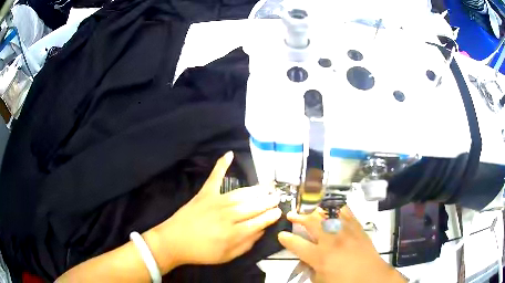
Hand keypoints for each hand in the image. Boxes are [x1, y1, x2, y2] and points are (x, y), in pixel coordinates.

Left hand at [145, 152, 281, 273]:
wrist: (173, 242)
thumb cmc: (202, 252)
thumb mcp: (227, 256)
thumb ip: (246, 244)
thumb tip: (261, 231)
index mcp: (234, 233)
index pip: (259, 222)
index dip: (271, 216)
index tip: (279, 211)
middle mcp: (228, 215)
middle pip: (253, 206)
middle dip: (268, 201)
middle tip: (278, 197)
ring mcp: (216, 202)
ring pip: (241, 193)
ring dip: (256, 190)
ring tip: (267, 188)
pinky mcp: (204, 194)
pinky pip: (215, 177)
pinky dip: (221, 165)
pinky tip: (229, 154)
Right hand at [278, 207, 405, 282]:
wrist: (371, 277)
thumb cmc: (344, 282)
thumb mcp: (321, 281)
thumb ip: (310, 269)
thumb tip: (306, 260)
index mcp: (320, 256)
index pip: (297, 244)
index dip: (286, 239)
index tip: (281, 235)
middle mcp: (331, 240)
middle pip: (311, 222)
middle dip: (298, 217)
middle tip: (291, 215)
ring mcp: (346, 231)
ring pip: (328, 213)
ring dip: (316, 210)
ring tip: (310, 209)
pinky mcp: (357, 228)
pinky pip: (346, 212)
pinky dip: (337, 208)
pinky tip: (332, 207)